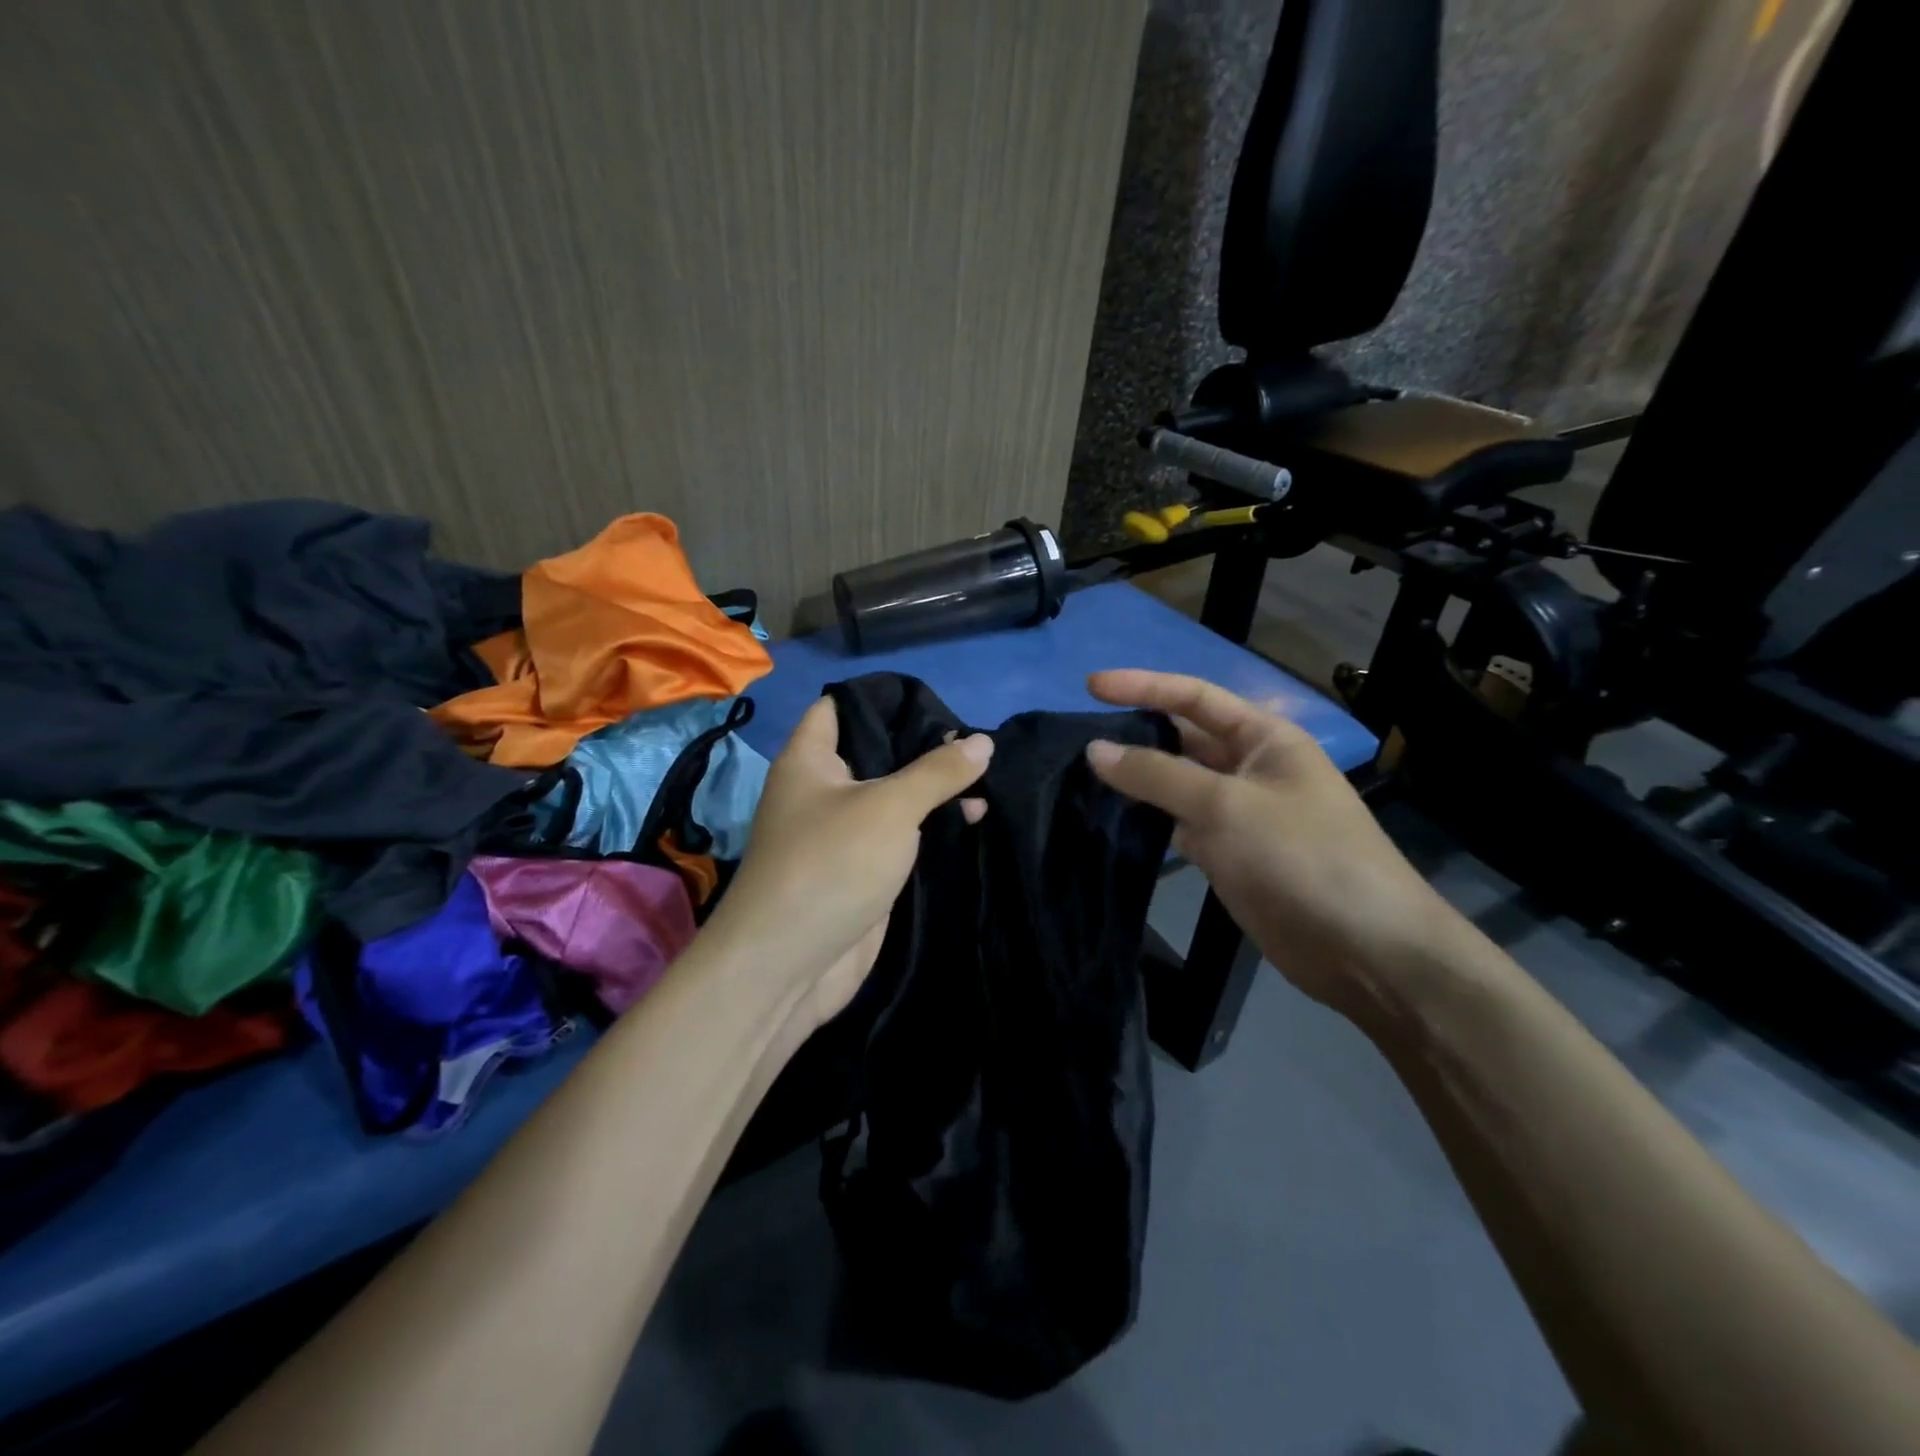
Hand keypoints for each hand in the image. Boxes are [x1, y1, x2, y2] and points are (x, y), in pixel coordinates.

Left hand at [703, 697, 992, 1028]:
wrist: (790, 966)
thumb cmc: (831, 865)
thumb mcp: (889, 807)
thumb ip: (937, 772)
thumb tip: (983, 740)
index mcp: (810, 760)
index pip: (841, 706)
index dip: (882, 697)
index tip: (934, 699)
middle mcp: (823, 790)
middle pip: (875, 752)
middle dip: (922, 745)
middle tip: (976, 740)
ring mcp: (844, 833)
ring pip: (893, 797)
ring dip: (934, 790)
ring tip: (988, 779)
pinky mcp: (863, 871)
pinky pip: (901, 837)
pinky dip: (932, 828)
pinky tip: (974, 818)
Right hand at [1084, 670, 1460, 1021]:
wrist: (1363, 948)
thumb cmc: (1301, 857)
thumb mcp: (1225, 806)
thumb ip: (1156, 775)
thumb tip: (1095, 749)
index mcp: (1265, 737)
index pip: (1194, 696)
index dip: (1142, 686)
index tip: (1090, 686)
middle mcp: (1251, 767)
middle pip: (1184, 739)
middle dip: (1136, 733)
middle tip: (1077, 738)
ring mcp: (1241, 813)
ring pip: (1178, 785)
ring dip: (1138, 780)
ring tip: (1082, 776)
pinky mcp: (1231, 854)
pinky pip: (1181, 825)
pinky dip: (1150, 821)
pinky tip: (1113, 821)